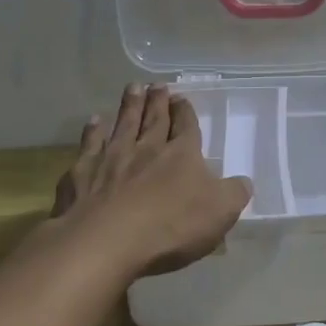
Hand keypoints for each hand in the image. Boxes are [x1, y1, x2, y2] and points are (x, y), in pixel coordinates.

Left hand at [51, 84, 252, 278]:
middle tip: (157, 85)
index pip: (186, 126)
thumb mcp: (220, 212)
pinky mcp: (82, 173)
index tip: (182, 98)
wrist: (106, 241)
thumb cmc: (170, 226)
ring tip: (133, 87)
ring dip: (129, 105)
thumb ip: (234, 193)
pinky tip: (94, 121)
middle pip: (154, 118)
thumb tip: (244, 182)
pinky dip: (92, 131)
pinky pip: (89, 144)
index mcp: (182, 155)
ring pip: (123, 124)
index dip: (186, 112)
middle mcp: (147, 148)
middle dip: (158, 101)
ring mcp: (111, 157)